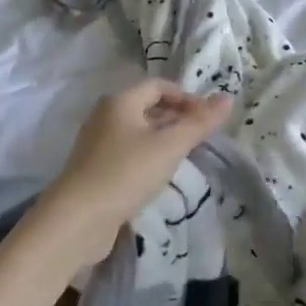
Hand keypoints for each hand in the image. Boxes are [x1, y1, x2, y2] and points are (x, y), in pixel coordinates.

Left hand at [32, 80, 232, 270]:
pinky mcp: (95, 169)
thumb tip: (228, 98)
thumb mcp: (170, 146)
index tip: (208, 118)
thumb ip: (200, 123)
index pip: (159, 86)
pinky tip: (160, 176)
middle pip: (147, 107)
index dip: (187, 97)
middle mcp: (105, 116)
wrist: (77, 220)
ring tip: (186, 156)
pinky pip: (128, 153)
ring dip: (163, 139)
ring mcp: (97, 143)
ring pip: (138, 132)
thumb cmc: (126, 173)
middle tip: (201, 138)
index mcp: (120, 101)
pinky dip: (148, 157)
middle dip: (177, 118)